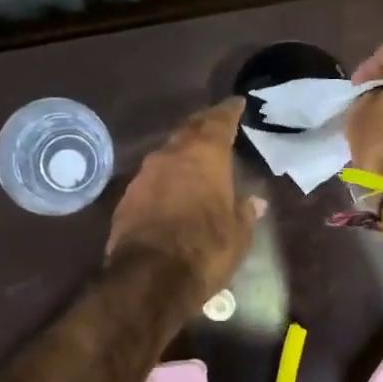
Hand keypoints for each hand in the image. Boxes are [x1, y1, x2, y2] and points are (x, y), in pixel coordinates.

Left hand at [107, 98, 262, 302]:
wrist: (149, 278)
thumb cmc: (205, 250)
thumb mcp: (237, 235)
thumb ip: (244, 212)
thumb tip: (255, 202)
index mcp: (204, 156)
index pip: (218, 121)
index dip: (228, 111)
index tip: (236, 103)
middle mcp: (171, 155)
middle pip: (188, 130)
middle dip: (202, 125)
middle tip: (214, 123)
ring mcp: (144, 175)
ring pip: (166, 153)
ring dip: (180, 152)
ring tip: (193, 157)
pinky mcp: (127, 198)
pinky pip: (150, 179)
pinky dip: (164, 178)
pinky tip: (170, 189)